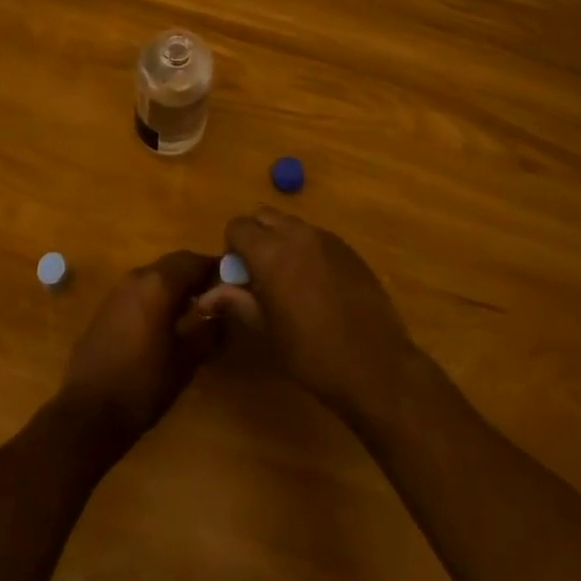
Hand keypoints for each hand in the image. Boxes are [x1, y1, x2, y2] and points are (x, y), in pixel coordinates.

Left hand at [56, 251, 223, 446]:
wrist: (87, 413)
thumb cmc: (143, 385)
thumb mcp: (185, 361)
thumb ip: (209, 330)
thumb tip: (225, 311)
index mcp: (160, 284)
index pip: (196, 261)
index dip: (217, 270)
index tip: (234, 285)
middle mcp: (138, 276)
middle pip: (175, 263)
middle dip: (196, 275)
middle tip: (216, 298)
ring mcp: (118, 290)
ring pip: (156, 275)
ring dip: (176, 285)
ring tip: (192, 312)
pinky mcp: (106, 308)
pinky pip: (140, 290)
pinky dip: (156, 296)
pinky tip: (163, 324)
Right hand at [196, 209, 419, 421]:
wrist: (374, 365)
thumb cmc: (311, 354)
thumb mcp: (267, 331)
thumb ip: (237, 302)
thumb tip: (206, 296)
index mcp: (270, 252)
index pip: (238, 226)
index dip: (232, 247)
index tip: (239, 275)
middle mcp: (296, 234)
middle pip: (264, 216)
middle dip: (255, 236)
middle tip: (259, 274)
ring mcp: (325, 238)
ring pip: (292, 224)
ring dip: (281, 241)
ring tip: (289, 280)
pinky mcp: (347, 247)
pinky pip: (316, 236)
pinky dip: (307, 249)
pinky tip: (317, 285)